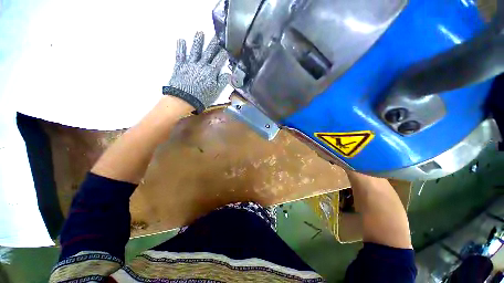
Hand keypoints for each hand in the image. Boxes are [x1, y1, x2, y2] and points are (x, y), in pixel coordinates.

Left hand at [163, 31, 229, 112]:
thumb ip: (222, 82)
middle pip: (209, 52)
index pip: (219, 60)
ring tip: (200, 32)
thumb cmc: (201, 98)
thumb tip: (228, 74)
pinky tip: (181, 40)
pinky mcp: (180, 66)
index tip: (226, 48)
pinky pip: (180, 54)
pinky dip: (181, 47)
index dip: (223, 54)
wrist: (184, 100)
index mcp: (211, 72)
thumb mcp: (216, 92)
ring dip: (198, 41)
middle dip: (214, 43)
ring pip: (195, 50)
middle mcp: (201, 65)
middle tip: (217, 35)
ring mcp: (190, 64)